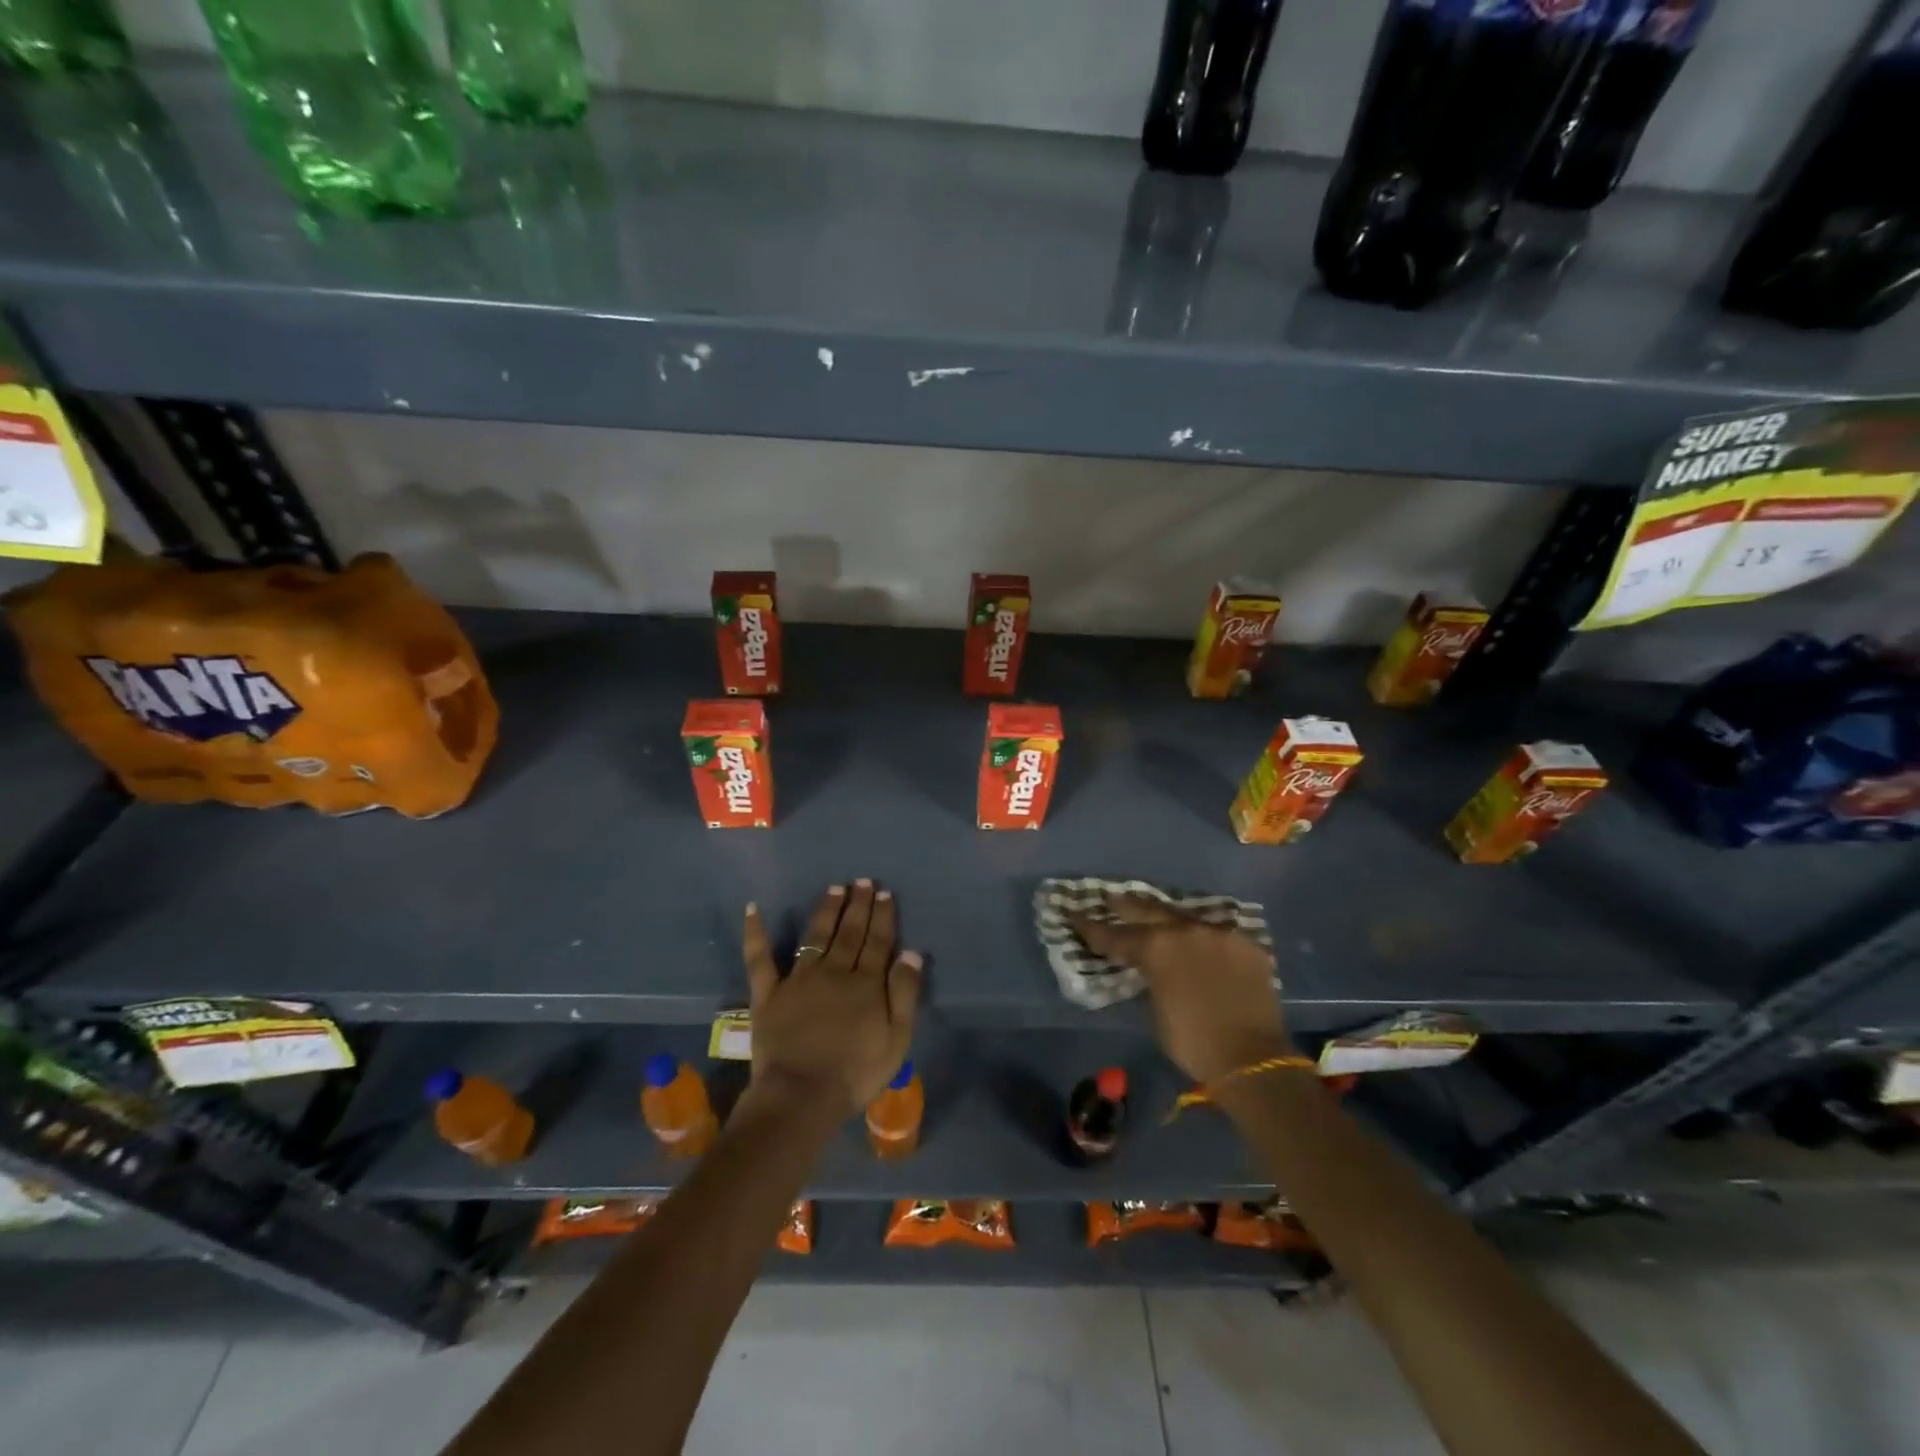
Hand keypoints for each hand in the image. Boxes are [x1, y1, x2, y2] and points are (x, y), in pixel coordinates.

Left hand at [742, 880, 923, 1117]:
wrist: (801, 1096)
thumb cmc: (855, 1073)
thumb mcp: (897, 1038)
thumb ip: (904, 992)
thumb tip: (912, 952)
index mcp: (865, 983)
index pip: (878, 941)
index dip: (883, 916)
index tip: (885, 893)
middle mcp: (834, 971)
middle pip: (849, 933)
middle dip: (858, 905)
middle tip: (862, 881)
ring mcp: (798, 980)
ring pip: (815, 936)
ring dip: (826, 911)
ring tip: (834, 889)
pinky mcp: (768, 993)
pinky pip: (759, 958)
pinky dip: (756, 933)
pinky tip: (752, 909)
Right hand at [1069, 896, 1288, 1084]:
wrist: (1252, 1057)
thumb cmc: (1192, 1041)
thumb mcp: (1155, 1010)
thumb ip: (1150, 979)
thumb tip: (1151, 971)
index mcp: (1156, 947)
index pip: (1115, 935)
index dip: (1092, 928)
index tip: (1075, 916)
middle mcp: (1186, 930)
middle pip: (1149, 910)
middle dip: (1127, 906)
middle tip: (1111, 899)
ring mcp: (1219, 934)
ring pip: (1186, 918)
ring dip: (1167, 918)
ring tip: (1155, 914)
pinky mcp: (1247, 945)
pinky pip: (1217, 935)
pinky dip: (1203, 939)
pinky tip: (1199, 941)